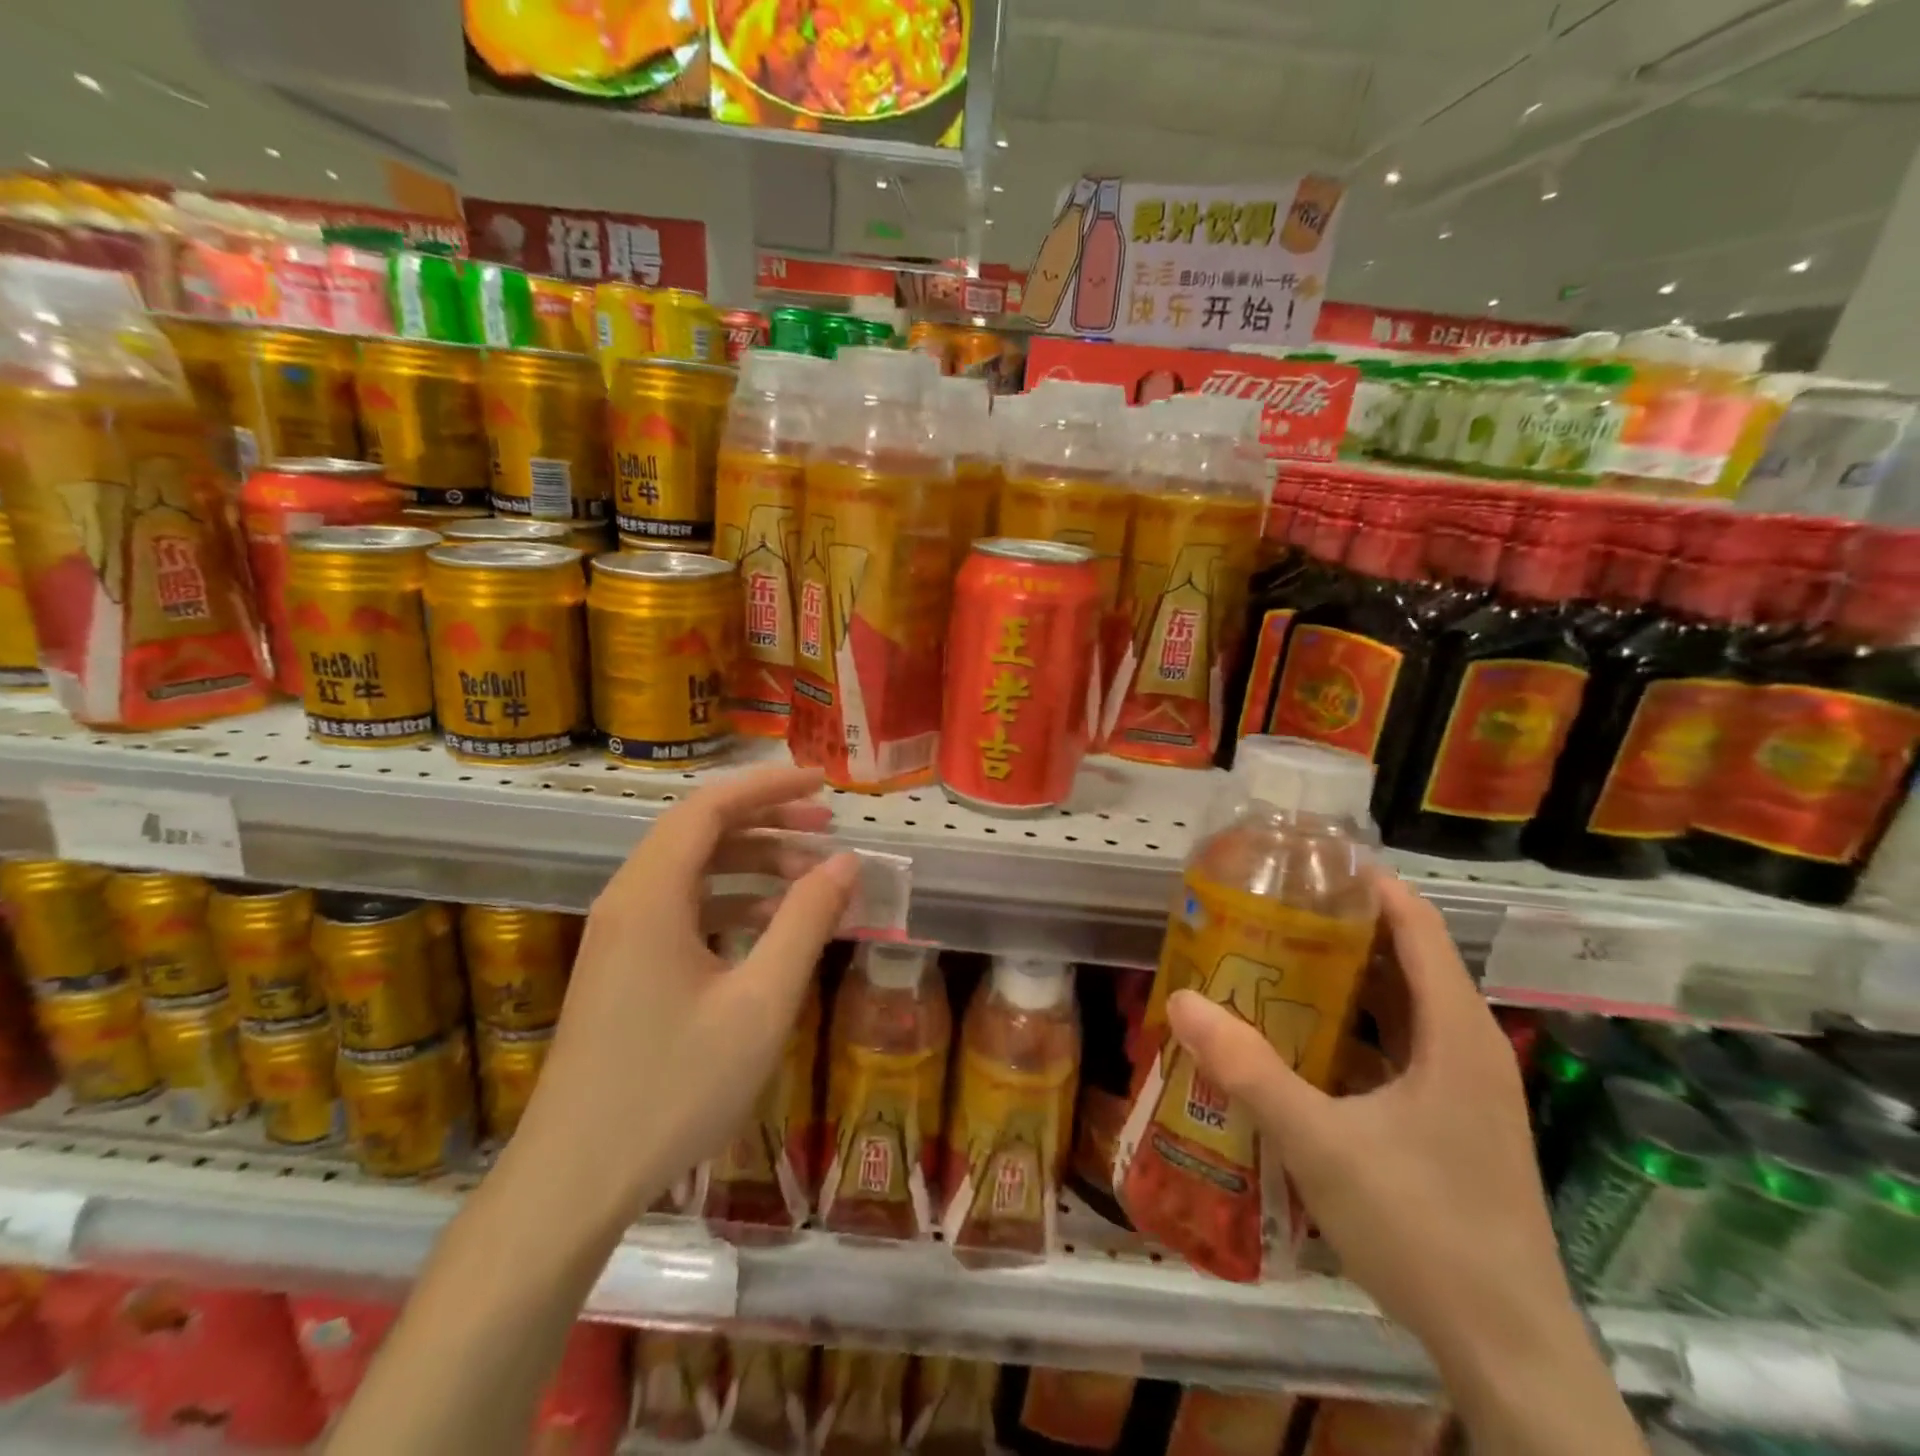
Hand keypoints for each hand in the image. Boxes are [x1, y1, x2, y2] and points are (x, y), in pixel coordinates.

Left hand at [508, 765, 857, 1226]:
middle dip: (768, 821)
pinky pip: (683, 908)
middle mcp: (628, 900)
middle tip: (828, 830)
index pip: (710, 807)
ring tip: (812, 876)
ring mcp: (620, 935)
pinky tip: (772, 925)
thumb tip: (845, 861)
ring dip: (753, 863)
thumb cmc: (674, 1088)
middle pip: (700, 831)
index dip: (768, 786)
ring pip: (693, 870)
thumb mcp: (760, 1003)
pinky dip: (732, 901)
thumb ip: (806, 922)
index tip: (822, 784)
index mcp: (652, 895)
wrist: (575, 1180)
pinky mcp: (623, 967)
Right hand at [1164, 871, 1572, 1363]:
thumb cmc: (1424, 1228)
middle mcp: (1467, 1047)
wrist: (1507, 1351)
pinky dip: (1352, 1029)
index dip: (1368, 884)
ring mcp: (1463, 1088)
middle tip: (1268, 907)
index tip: (1306, 861)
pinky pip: (1398, 1049)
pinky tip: (1298, 1039)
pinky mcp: (1451, 1121)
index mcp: (1456, 1033)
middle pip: (1405, 959)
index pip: (1417, 925)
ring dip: (1343, 980)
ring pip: (1401, 1008)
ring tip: (1271, 957)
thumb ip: (1248, 1070)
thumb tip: (1182, 1002)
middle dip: (1340, 927)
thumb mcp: (1320, 1143)